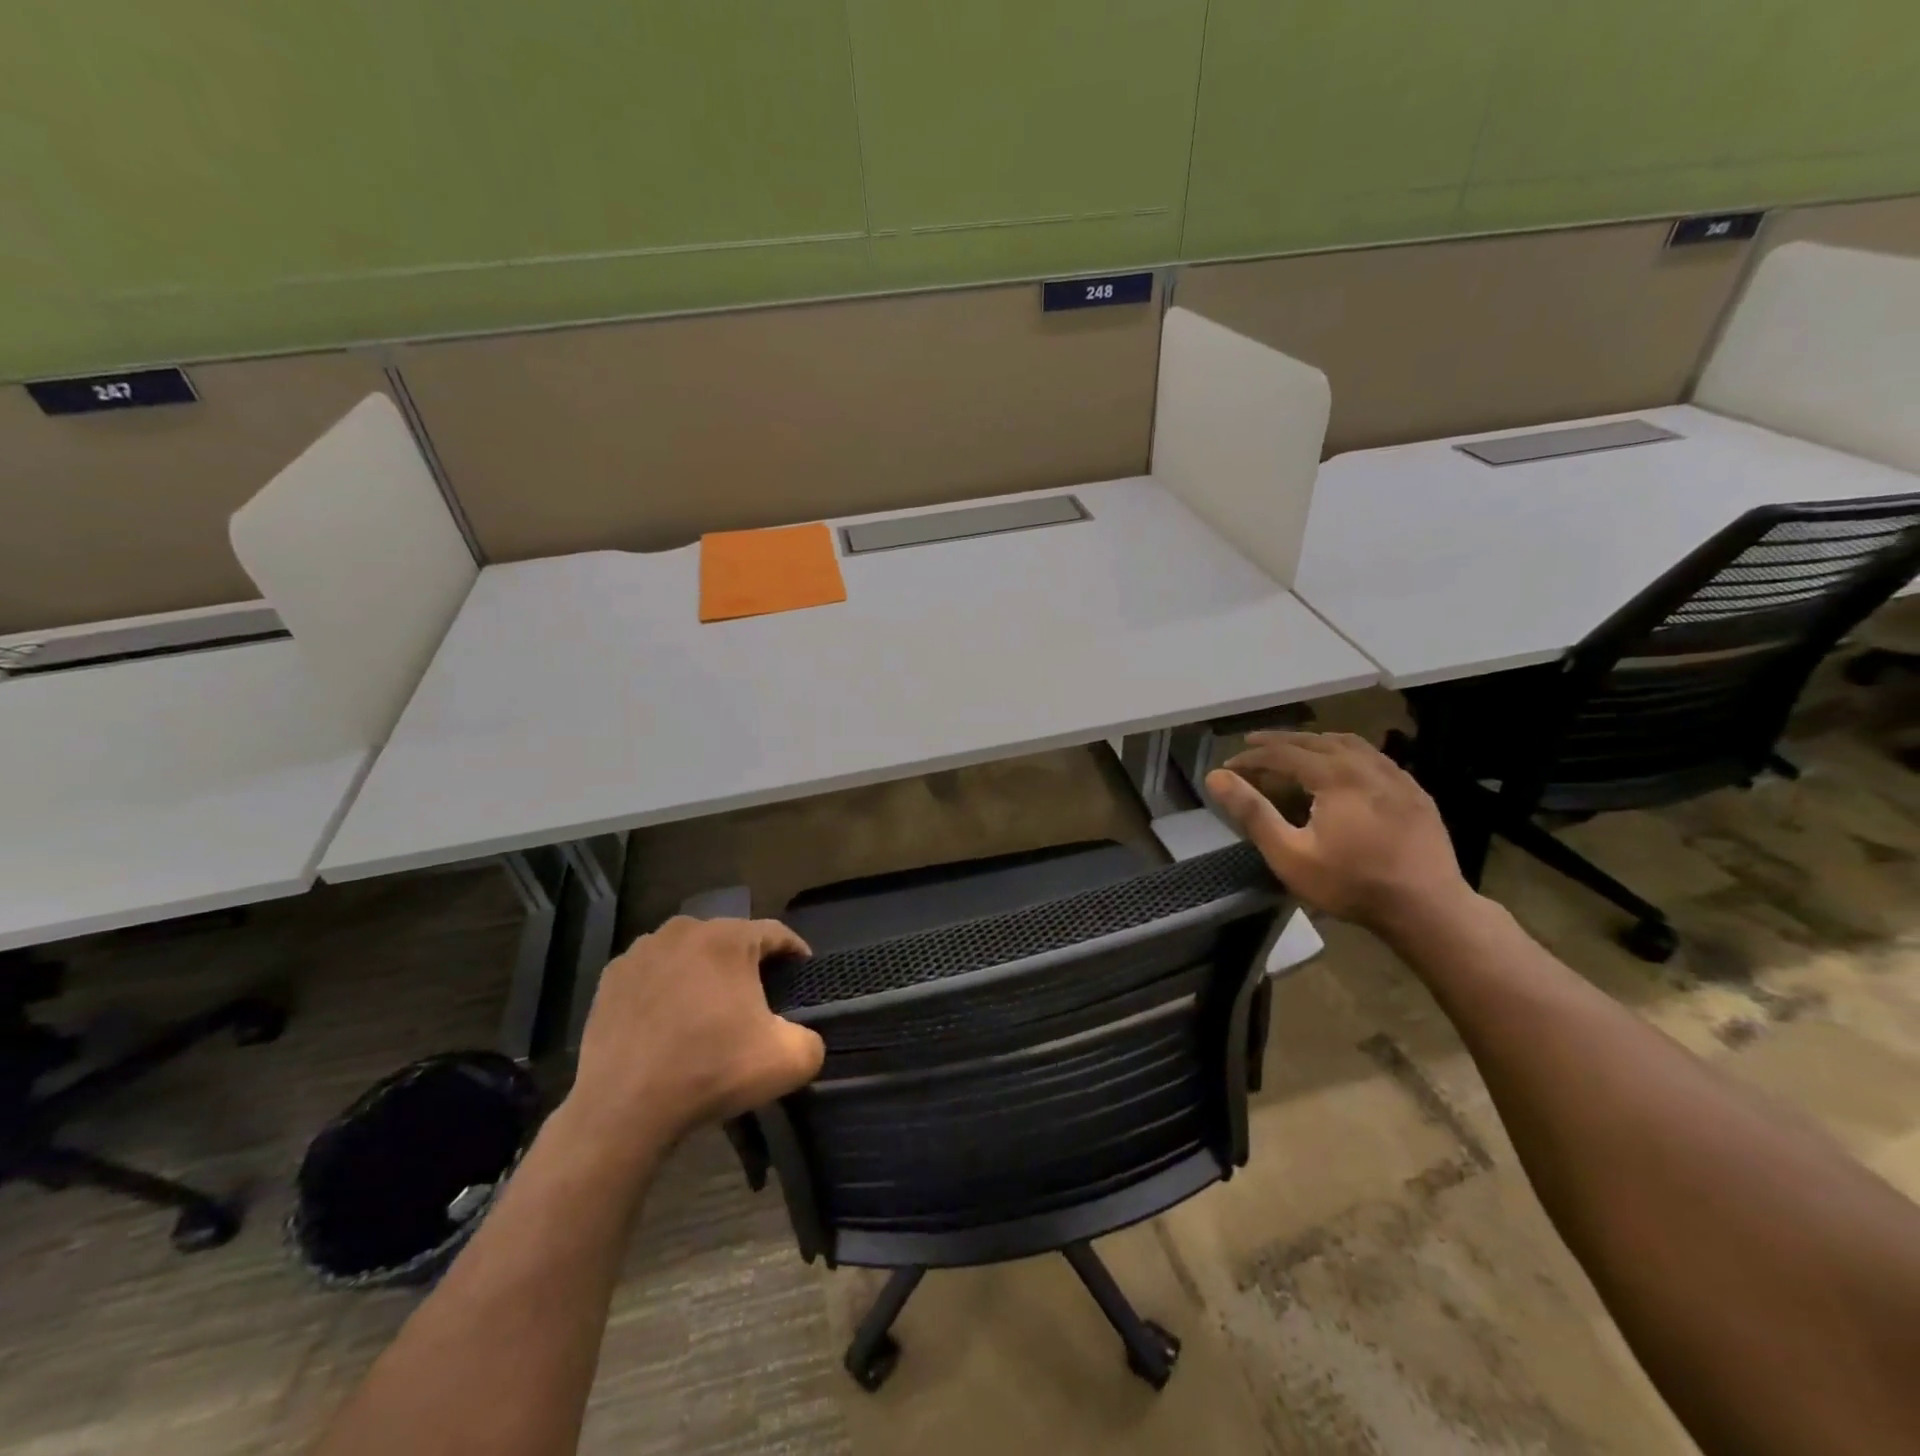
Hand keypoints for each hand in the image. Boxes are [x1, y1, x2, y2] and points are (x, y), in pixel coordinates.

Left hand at [567, 917, 825, 1154]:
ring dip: (703, 975)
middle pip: (729, 941)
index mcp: (728, 937)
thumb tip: (802, 1036)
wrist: (622, 1109)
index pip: (776, 933)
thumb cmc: (710, 1071)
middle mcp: (683, 930)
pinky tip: (669, 1023)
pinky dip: (666, 990)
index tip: (802, 977)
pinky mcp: (610, 979)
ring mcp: (641, 952)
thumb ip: (812, 1040)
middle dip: (747, 965)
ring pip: (688, 955)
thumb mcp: (788, 1061)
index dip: (795, 953)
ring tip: (709, 1012)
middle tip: (757, 1001)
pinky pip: (653, 974)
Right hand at [1205, 731, 1473, 931]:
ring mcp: (1396, 776)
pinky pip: (1374, 756)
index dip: (1251, 757)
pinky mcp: (1414, 791)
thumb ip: (1252, 812)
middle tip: (1251, 744)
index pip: (1283, 753)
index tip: (1228, 766)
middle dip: (1279, 741)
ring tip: (1294, 747)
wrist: (1427, 909)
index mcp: (1335, 776)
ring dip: (1314, 741)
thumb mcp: (1290, 854)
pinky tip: (1343, 765)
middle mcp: (1366, 765)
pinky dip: (1346, 752)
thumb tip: (1216, 776)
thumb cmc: (1351, 884)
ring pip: (1348, 743)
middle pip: (1315, 741)